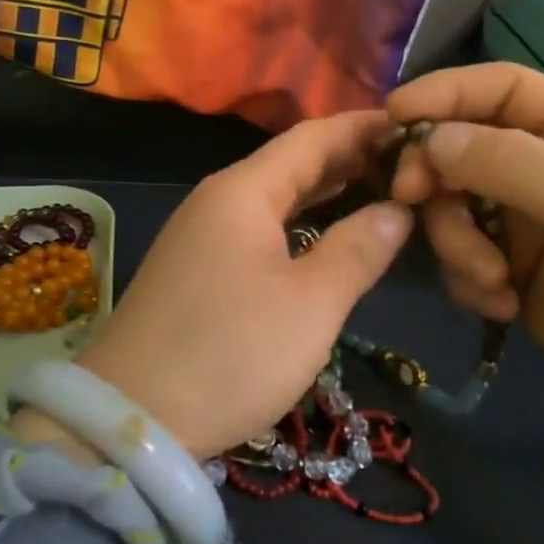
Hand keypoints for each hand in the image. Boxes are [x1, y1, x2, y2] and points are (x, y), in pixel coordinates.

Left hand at [72, 111, 413, 459]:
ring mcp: (200, 235)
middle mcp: (217, 200)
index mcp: (243, 191)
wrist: (131, 420)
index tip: (413, 124)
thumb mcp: (310, 305)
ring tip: (377, 190)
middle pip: (291, 163)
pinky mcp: (195, 269)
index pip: (312, 137)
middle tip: (407, 162)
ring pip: (273, 197)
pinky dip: (297, 222)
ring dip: (323, 191)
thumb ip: (358, 249)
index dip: (362, 127)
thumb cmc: (230, 353)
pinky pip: (257, 227)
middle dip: (348, 158)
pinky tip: (322, 236)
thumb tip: (396, 210)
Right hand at [388, 64, 543, 412]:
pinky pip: (458, 255)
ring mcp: (523, 218)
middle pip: (460, 147)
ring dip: (457, 243)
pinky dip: (469, 279)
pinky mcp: (508, 266)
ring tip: (493, 280)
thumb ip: (511, 163)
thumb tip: (431, 139)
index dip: (444, 92)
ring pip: (451, 206)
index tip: (393, 114)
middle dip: (434, 176)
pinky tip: (504, 304)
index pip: (499, 88)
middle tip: (411, 201)